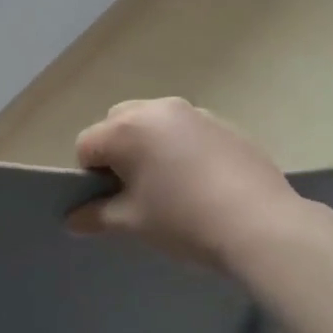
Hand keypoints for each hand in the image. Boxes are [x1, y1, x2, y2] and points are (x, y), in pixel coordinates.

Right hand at [69, 97, 303, 268]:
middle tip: (136, 191)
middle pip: (119, 123)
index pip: (87, 145)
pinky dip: (183, 148)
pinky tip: (202, 182)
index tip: (110, 202)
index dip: (90, 176)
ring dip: (151, 146)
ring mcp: (195, 113)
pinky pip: (188, 130)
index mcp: (127, 128)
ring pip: (155, 123)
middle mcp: (157, 109)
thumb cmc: (184, 221)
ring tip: (171, 186)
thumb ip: (96, 217)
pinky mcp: (224, 123)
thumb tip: (72, 219)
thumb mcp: (133, 223)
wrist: (260, 224)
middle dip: (118, 152)